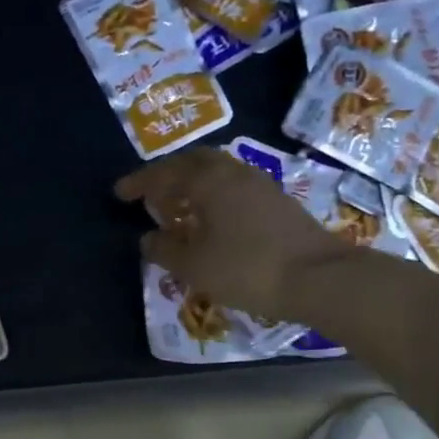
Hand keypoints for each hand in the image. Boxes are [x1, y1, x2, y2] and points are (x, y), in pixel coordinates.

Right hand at [115, 147, 350, 318]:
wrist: (319, 277)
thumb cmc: (248, 269)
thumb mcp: (195, 266)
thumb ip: (165, 250)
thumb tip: (147, 239)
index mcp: (209, 181)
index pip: (164, 174)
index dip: (139, 183)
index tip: (119, 193)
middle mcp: (234, 172)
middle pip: (193, 161)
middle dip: (168, 175)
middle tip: (151, 194)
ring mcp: (260, 184)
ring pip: (217, 172)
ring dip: (192, 184)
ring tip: (179, 207)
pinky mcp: (277, 201)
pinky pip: (233, 187)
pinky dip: (213, 195)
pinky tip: (212, 220)